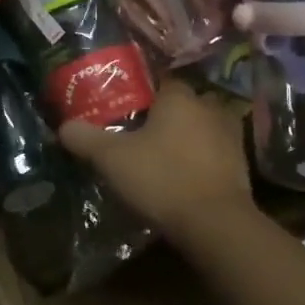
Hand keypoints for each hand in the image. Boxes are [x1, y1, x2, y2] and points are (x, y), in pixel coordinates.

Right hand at [58, 77, 255, 239]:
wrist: (214, 224)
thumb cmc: (161, 178)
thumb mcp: (111, 158)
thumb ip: (85, 138)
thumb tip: (63, 127)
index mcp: (179, 97)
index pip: (161, 80)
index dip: (143, 92)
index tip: (126, 107)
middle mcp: (209, 108)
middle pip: (184, 103)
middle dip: (166, 115)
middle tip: (142, 133)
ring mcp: (230, 137)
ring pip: (203, 128)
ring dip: (188, 137)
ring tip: (163, 155)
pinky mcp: (241, 166)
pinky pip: (215, 154)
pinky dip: (202, 160)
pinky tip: (184, 176)